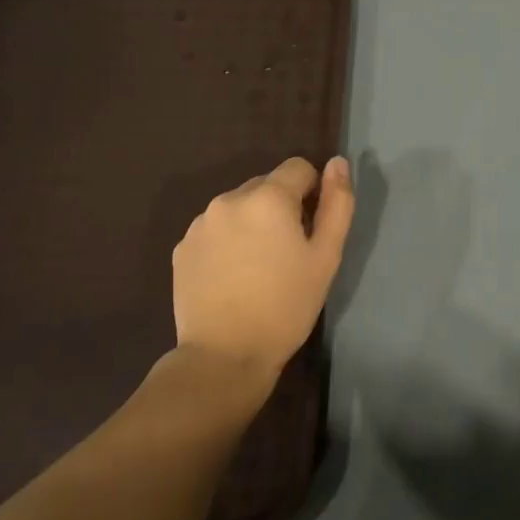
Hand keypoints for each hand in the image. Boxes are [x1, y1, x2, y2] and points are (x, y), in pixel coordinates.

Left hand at [172, 156, 354, 389]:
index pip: (298, 168)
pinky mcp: (182, 247)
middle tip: (288, 253)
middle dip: (281, 208)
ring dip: (253, 223)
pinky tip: (233, 277)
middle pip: (266, 185)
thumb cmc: (286, 305)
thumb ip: (337, 204)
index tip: (312, 229)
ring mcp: (200, 223)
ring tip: (258, 267)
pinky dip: (228, 241)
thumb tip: (338, 163)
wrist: (224, 356)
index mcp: (268, 198)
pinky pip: (215, 229)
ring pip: (239, 207)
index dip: (312, 192)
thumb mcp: (326, 257)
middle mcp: (229, 199)